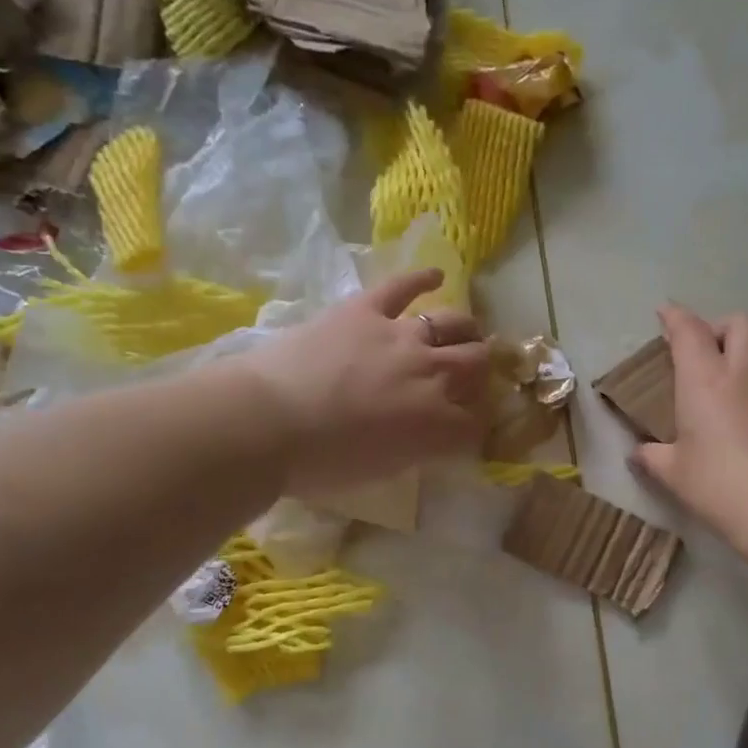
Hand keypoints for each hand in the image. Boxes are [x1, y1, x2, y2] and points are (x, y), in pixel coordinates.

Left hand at [245, 269, 489, 495]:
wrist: (267, 422)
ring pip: (454, 323)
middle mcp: (432, 374)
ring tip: (465, 333)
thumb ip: (415, 450)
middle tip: (470, 376)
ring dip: (466, 331)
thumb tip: (426, 437)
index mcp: (437, 424)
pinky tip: (436, 276)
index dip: (478, 425)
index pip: (478, 422)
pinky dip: (422, 278)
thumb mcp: (381, 471)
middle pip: (477, 364)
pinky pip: (402, 286)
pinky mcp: (366, 309)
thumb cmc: (318, 463)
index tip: (469, 428)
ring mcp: (402, 336)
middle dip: (480, 372)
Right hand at [631, 305, 747, 545]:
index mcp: (705, 379)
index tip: (666, 313)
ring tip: (747, 369)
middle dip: (725, 326)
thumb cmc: (718, 486)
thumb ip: (652, 456)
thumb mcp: (672, 473)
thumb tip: (638, 453)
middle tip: (713, 350)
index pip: (689, 330)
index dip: (675, 317)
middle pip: (743, 321)